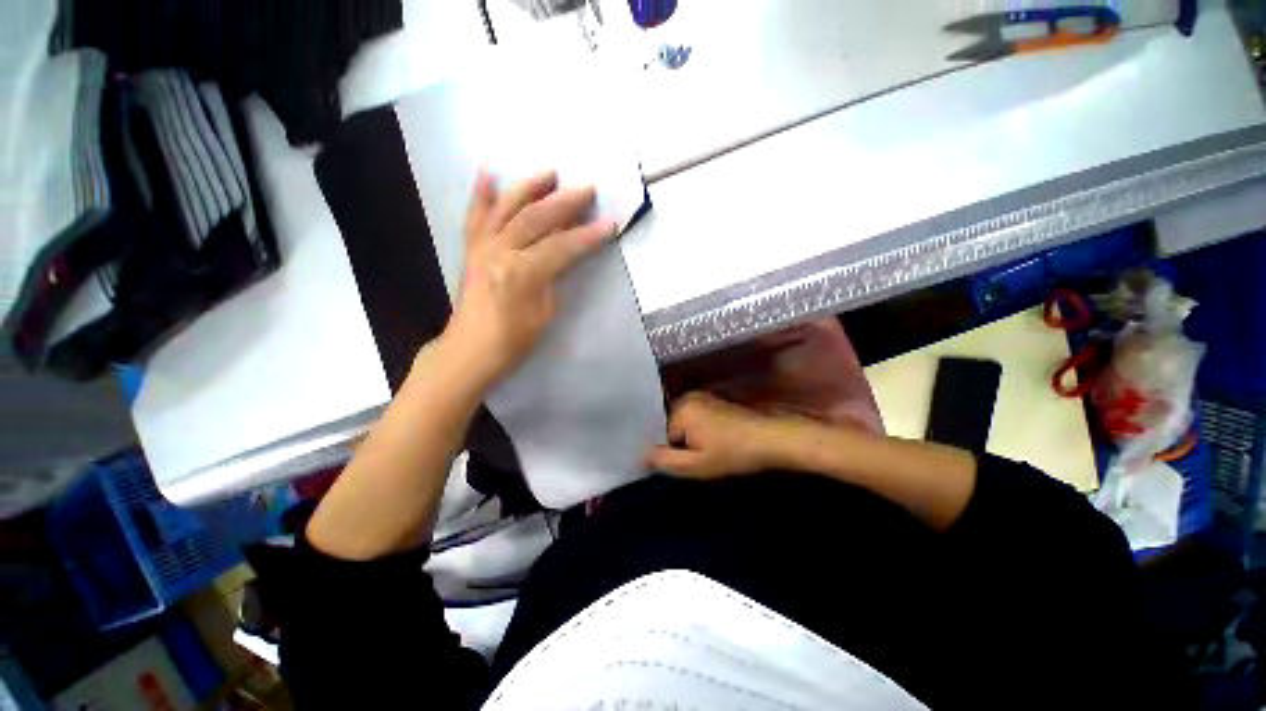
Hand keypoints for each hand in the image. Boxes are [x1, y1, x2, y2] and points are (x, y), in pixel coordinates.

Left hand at [444, 170, 617, 386]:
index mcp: (522, 272)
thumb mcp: (545, 314)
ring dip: (529, 187)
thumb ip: (554, 278)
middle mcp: (500, 251)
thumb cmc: (513, 341)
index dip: (588, 235)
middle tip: (588, 189)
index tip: (611, 224)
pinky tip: (488, 173)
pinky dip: (481, 193)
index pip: (563, 246)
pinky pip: (475, 216)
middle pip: (536, 218)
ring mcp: (482, 247)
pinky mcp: (471, 249)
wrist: (470, 350)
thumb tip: (563, 254)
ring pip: (507, 208)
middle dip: (565, 202)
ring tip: (550, 172)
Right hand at [647, 392, 798, 479]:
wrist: (770, 439)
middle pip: (669, 426)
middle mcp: (688, 398)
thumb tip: (641, 455)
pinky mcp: (714, 401)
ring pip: (683, 423)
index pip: (659, 434)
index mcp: (681, 409)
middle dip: (678, 443)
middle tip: (698, 458)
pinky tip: (714, 441)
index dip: (669, 451)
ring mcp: (702, 397)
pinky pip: (694, 417)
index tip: (686, 461)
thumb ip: (665, 461)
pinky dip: (699, 430)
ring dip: (689, 438)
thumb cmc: (733, 453)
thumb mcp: (697, 465)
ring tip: (708, 450)